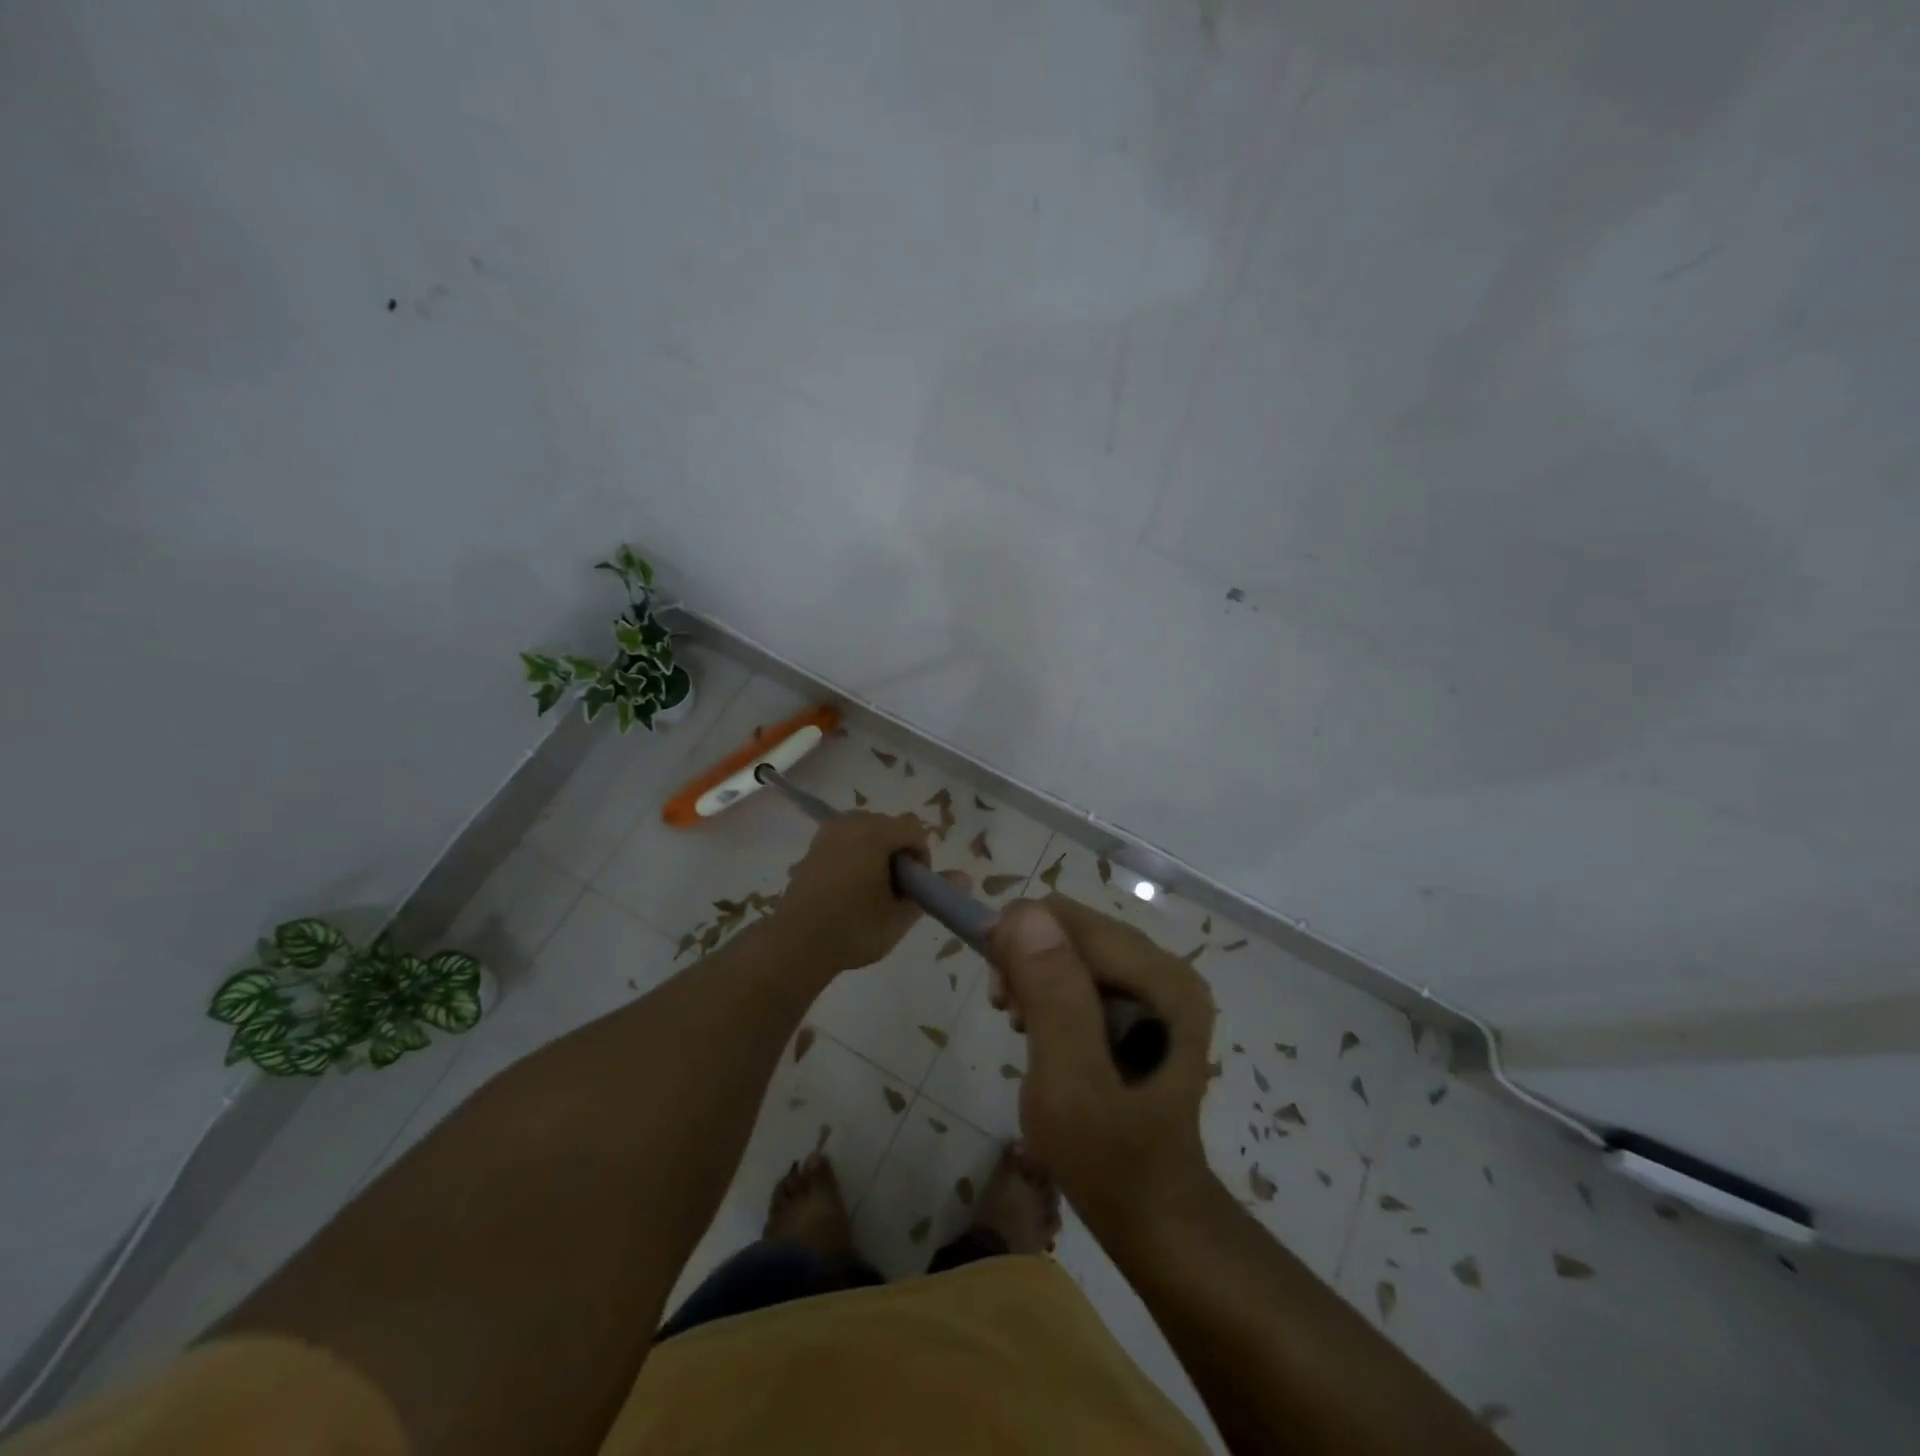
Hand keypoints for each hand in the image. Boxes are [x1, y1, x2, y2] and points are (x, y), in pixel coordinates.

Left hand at [774, 812, 965, 972]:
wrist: (795, 944)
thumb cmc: (855, 928)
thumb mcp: (901, 915)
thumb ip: (933, 891)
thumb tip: (967, 878)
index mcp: (875, 832)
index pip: (914, 830)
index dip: (922, 858)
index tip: (914, 888)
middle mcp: (851, 823)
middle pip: (890, 827)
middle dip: (899, 854)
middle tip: (895, 892)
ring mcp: (827, 834)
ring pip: (866, 834)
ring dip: (876, 855)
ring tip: (873, 892)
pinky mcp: (812, 849)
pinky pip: (845, 843)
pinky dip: (855, 859)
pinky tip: (849, 892)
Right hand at [987, 895, 1215, 1230]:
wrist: (1151, 1212)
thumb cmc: (1109, 1157)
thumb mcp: (1070, 1081)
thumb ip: (1052, 994)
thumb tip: (1024, 914)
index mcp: (1161, 979)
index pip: (1070, 919)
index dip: (1020, 940)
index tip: (998, 994)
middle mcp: (1166, 969)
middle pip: (1073, 928)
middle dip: (1027, 960)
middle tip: (1008, 1014)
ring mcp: (1159, 987)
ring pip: (1072, 947)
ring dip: (1035, 976)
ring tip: (1022, 1027)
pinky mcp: (1146, 1004)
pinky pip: (1082, 972)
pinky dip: (1050, 991)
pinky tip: (1043, 1030)